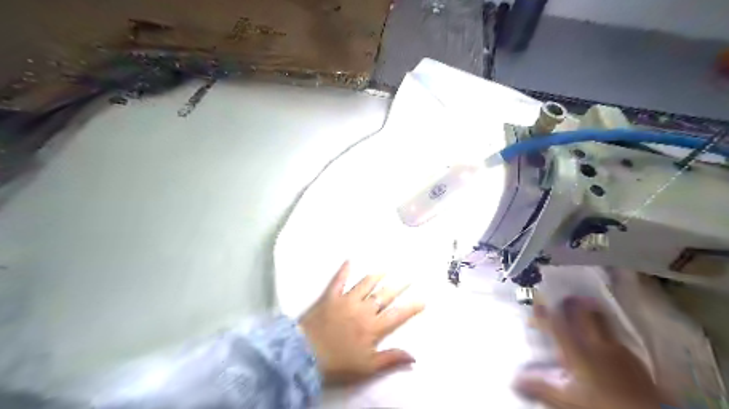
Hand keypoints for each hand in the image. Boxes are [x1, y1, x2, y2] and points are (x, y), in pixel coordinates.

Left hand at [301, 262, 424, 382]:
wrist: (305, 354)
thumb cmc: (338, 362)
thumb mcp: (367, 367)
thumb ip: (391, 359)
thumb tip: (414, 356)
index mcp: (373, 327)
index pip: (397, 315)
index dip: (411, 307)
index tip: (423, 299)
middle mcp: (363, 310)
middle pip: (384, 295)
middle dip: (398, 286)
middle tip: (409, 275)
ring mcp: (346, 300)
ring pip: (365, 284)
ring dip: (377, 275)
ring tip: (386, 268)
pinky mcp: (331, 296)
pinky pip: (339, 280)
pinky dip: (344, 270)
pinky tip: (349, 260)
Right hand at [515, 297, 667, 408]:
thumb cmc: (600, 405)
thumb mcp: (565, 398)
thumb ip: (539, 385)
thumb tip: (513, 378)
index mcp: (577, 350)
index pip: (556, 325)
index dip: (543, 314)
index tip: (534, 305)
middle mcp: (597, 344)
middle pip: (584, 314)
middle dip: (572, 304)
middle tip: (563, 298)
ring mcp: (618, 350)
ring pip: (602, 322)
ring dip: (590, 313)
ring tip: (583, 308)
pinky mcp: (634, 360)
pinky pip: (615, 337)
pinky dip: (605, 332)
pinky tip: (604, 342)